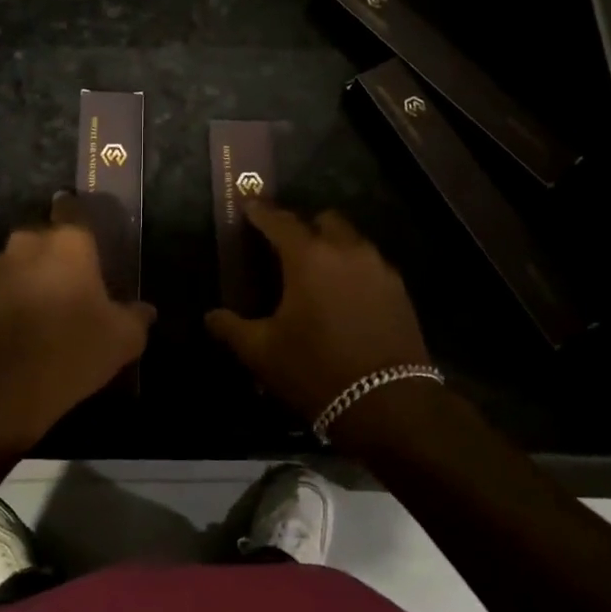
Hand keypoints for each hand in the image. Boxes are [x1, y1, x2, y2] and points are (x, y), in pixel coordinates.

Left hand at [0, 194, 155, 446]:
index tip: (88, 242)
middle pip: (44, 239)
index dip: (80, 220)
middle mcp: (27, 243)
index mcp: (68, 241)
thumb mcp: (123, 337)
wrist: (6, 385)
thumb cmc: (74, 347)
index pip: (73, 210)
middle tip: (72, 285)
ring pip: (19, 264)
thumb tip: (145, 311)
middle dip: (55, 256)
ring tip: (44, 311)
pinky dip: (9, 302)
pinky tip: (22, 330)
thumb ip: (136, 317)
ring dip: (30, 278)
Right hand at [205, 201, 431, 423]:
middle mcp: (347, 251)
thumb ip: (232, 328)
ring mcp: (379, 268)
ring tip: (315, 271)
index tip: (248, 206)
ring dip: (331, 245)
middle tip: (284, 245)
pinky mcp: (399, 290)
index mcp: (309, 257)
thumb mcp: (262, 352)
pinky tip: (343, 294)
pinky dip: (352, 267)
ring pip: (351, 240)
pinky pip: (370, 263)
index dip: (260, 212)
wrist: (389, 405)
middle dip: (302, 226)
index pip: (279, 221)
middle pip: (323, 220)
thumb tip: (211, 316)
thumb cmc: (316, 370)